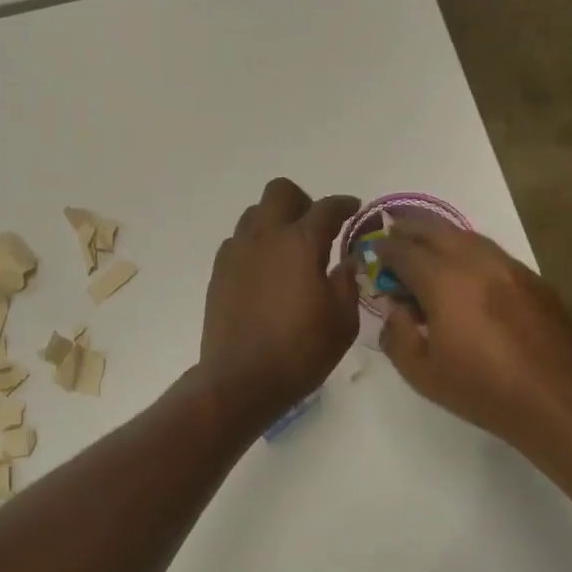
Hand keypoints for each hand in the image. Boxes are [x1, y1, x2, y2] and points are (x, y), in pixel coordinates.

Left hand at [198, 179, 360, 430]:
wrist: (241, 379)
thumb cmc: (300, 351)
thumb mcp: (342, 321)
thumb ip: (347, 283)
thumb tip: (345, 262)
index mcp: (299, 243)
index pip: (326, 208)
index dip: (344, 205)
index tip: (353, 210)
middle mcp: (264, 237)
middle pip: (280, 192)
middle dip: (303, 202)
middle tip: (317, 229)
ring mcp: (236, 252)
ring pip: (254, 214)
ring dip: (275, 221)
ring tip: (289, 252)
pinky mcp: (218, 272)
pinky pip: (238, 241)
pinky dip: (255, 246)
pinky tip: (265, 273)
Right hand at [376, 220, 571, 450]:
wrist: (555, 398)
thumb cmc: (481, 389)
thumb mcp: (421, 373)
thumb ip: (397, 336)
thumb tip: (396, 311)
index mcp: (444, 282)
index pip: (404, 252)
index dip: (384, 250)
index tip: (374, 253)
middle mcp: (476, 263)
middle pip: (436, 230)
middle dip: (410, 228)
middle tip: (395, 234)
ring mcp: (509, 267)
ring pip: (468, 236)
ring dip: (441, 237)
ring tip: (427, 248)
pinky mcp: (533, 279)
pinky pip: (492, 253)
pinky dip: (469, 252)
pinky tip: (465, 272)